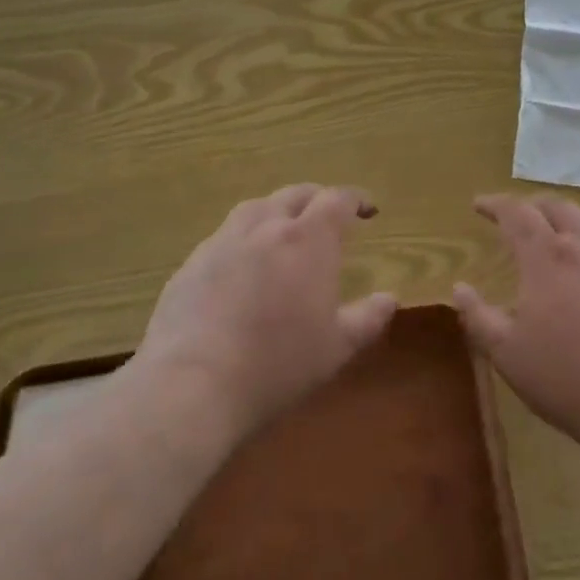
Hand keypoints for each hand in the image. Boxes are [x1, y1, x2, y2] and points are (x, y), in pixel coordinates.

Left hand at [135, 184, 397, 435]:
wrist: (192, 385)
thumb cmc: (277, 365)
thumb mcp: (336, 348)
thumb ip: (367, 319)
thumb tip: (389, 299)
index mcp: (308, 239)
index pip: (337, 200)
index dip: (356, 200)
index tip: (368, 210)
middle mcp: (265, 227)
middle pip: (295, 194)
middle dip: (317, 198)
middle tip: (328, 215)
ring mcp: (222, 242)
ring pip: (255, 208)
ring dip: (276, 210)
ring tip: (283, 229)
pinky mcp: (190, 264)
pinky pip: (223, 237)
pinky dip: (242, 240)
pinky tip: (241, 267)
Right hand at [453, 194, 579, 450]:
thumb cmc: (566, 380)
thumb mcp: (507, 354)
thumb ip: (478, 316)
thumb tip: (459, 287)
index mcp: (546, 258)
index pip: (517, 213)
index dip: (495, 204)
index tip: (478, 205)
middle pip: (557, 207)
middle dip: (531, 204)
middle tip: (515, 216)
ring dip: (566, 213)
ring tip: (555, 223)